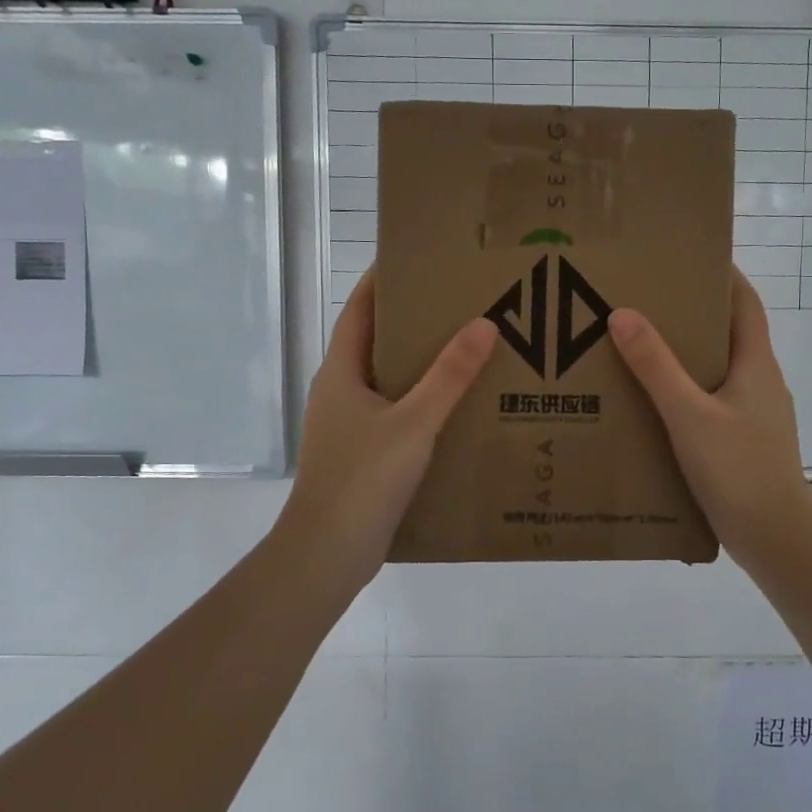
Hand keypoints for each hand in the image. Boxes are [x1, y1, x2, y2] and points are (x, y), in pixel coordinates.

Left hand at [275, 272, 495, 594]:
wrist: (327, 554)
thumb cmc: (362, 479)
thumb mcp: (413, 423)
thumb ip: (449, 376)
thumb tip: (484, 324)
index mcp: (341, 372)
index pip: (359, 310)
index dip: (382, 281)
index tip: (416, 258)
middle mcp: (340, 392)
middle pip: (376, 342)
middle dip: (412, 321)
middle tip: (459, 303)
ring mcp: (349, 425)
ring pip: (387, 381)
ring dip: (420, 364)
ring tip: (467, 349)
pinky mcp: (362, 454)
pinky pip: (396, 413)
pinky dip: (422, 402)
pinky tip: (456, 409)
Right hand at [607, 270, 811, 568]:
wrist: (777, 540)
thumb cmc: (739, 469)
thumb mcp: (689, 415)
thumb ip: (656, 366)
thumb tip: (623, 314)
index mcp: (756, 364)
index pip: (744, 303)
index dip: (722, 275)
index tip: (686, 257)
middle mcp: (761, 382)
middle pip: (728, 334)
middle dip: (692, 315)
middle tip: (646, 302)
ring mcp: (755, 415)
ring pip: (719, 371)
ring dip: (686, 357)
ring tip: (640, 350)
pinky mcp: (744, 443)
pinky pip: (713, 403)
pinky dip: (686, 394)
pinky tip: (654, 407)